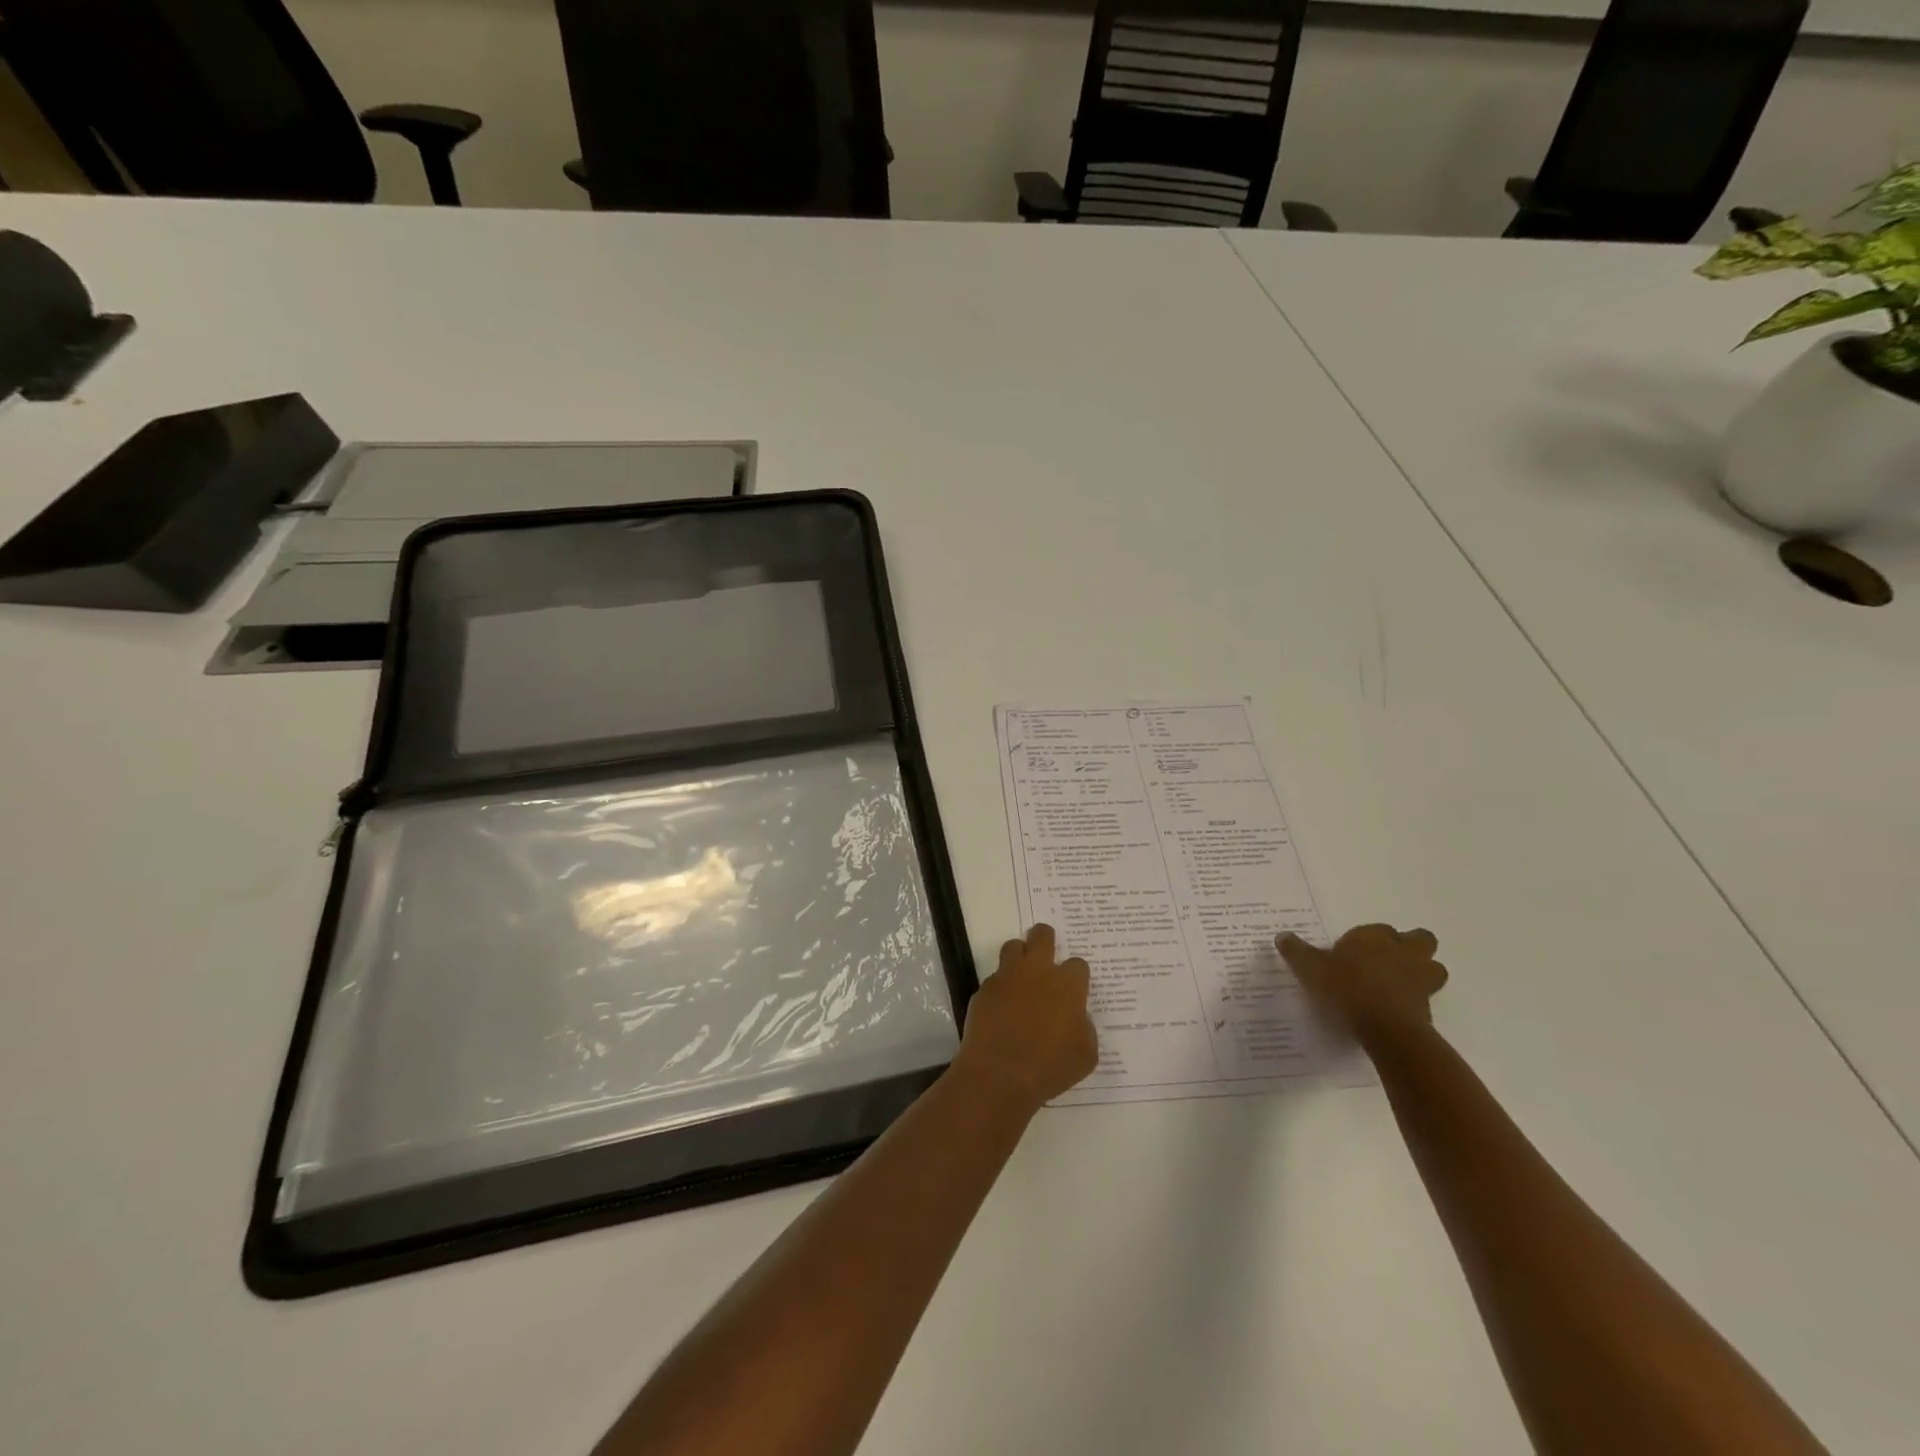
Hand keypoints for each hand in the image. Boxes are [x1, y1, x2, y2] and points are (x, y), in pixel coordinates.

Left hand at [954, 923, 1098, 1110]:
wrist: (999, 1075)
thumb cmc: (1050, 1068)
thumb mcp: (1085, 1055)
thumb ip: (1085, 1029)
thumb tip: (1076, 1017)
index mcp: (1067, 985)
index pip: (1077, 964)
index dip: (1076, 975)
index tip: (1073, 989)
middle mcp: (1038, 972)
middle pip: (1042, 936)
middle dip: (1045, 938)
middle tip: (1046, 953)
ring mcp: (1008, 977)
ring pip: (1013, 947)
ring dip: (1019, 956)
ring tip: (1021, 974)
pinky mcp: (985, 989)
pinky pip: (994, 977)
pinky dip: (1000, 986)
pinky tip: (1002, 1006)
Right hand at [1278, 923, 1447, 1046]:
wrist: (1384, 1027)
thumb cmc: (1345, 988)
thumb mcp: (1310, 968)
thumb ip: (1297, 951)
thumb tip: (1282, 936)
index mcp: (1374, 937)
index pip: (1378, 929)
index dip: (1369, 939)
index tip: (1353, 952)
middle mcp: (1401, 951)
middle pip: (1421, 940)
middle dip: (1411, 946)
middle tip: (1390, 960)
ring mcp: (1420, 978)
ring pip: (1433, 967)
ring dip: (1423, 971)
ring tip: (1402, 984)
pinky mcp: (1428, 1005)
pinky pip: (1427, 996)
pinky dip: (1417, 999)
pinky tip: (1399, 1008)